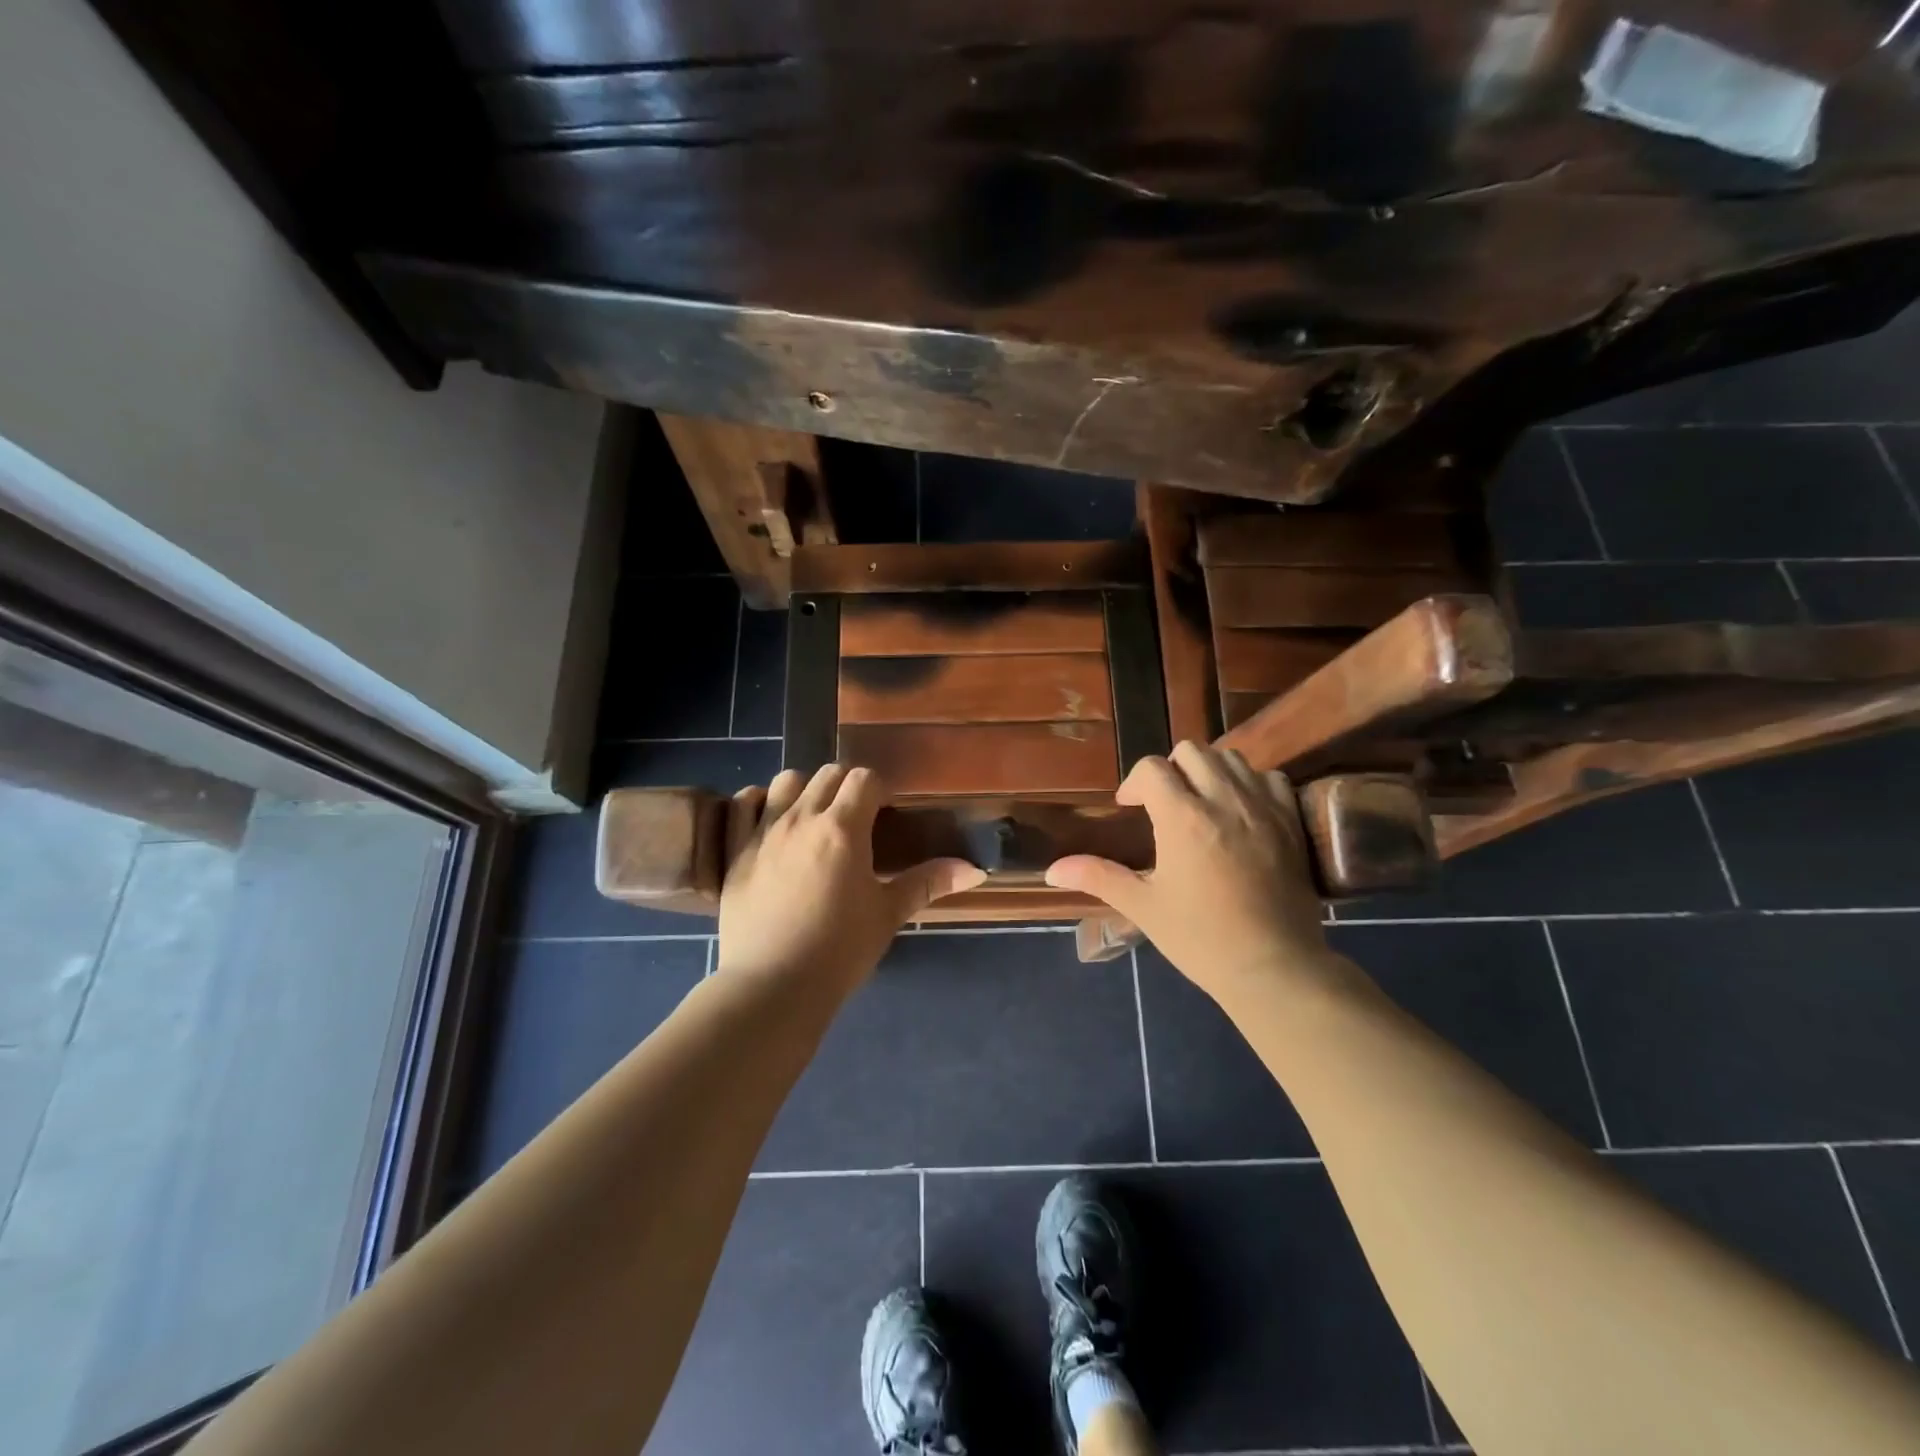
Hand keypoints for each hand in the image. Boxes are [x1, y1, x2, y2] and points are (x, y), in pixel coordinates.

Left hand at [717, 764, 984, 990]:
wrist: (773, 987)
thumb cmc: (840, 951)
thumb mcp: (888, 914)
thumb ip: (929, 883)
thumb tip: (976, 869)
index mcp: (843, 828)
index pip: (864, 778)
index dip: (879, 790)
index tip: (885, 813)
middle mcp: (802, 818)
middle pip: (828, 774)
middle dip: (847, 787)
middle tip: (856, 819)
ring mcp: (764, 831)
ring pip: (786, 780)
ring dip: (805, 790)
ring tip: (814, 819)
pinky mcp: (736, 850)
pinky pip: (743, 803)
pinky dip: (758, 802)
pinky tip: (770, 821)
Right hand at [1046, 742, 1330, 998]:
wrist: (1273, 967)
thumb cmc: (1200, 938)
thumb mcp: (1143, 906)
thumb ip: (1098, 877)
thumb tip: (1052, 870)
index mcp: (1183, 817)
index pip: (1152, 768)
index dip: (1134, 783)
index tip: (1130, 808)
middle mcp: (1223, 800)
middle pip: (1191, 751)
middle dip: (1171, 769)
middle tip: (1164, 803)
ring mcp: (1263, 808)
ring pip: (1232, 758)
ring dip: (1209, 771)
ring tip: (1202, 802)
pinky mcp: (1291, 822)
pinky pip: (1271, 778)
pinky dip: (1250, 783)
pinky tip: (1241, 810)